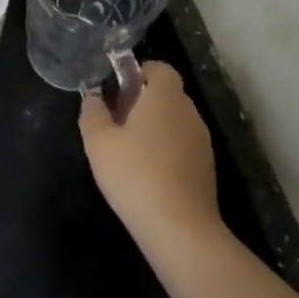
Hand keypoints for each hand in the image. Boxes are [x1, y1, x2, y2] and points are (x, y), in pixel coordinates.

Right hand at [79, 61, 220, 238]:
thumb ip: (92, 112)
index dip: (139, 72)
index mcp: (165, 97)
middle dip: (143, 101)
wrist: (179, 229)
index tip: (117, 90)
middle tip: (115, 120)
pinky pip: (183, 145)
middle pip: (167, 94)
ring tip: (128, 149)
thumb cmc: (134, 174)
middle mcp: (189, 113)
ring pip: (175, 121)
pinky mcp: (206, 168)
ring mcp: (202, 142)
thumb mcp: (98, 141)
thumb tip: (93, 97)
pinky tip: (147, 173)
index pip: (160, 68)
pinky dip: (166, 149)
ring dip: (154, 127)